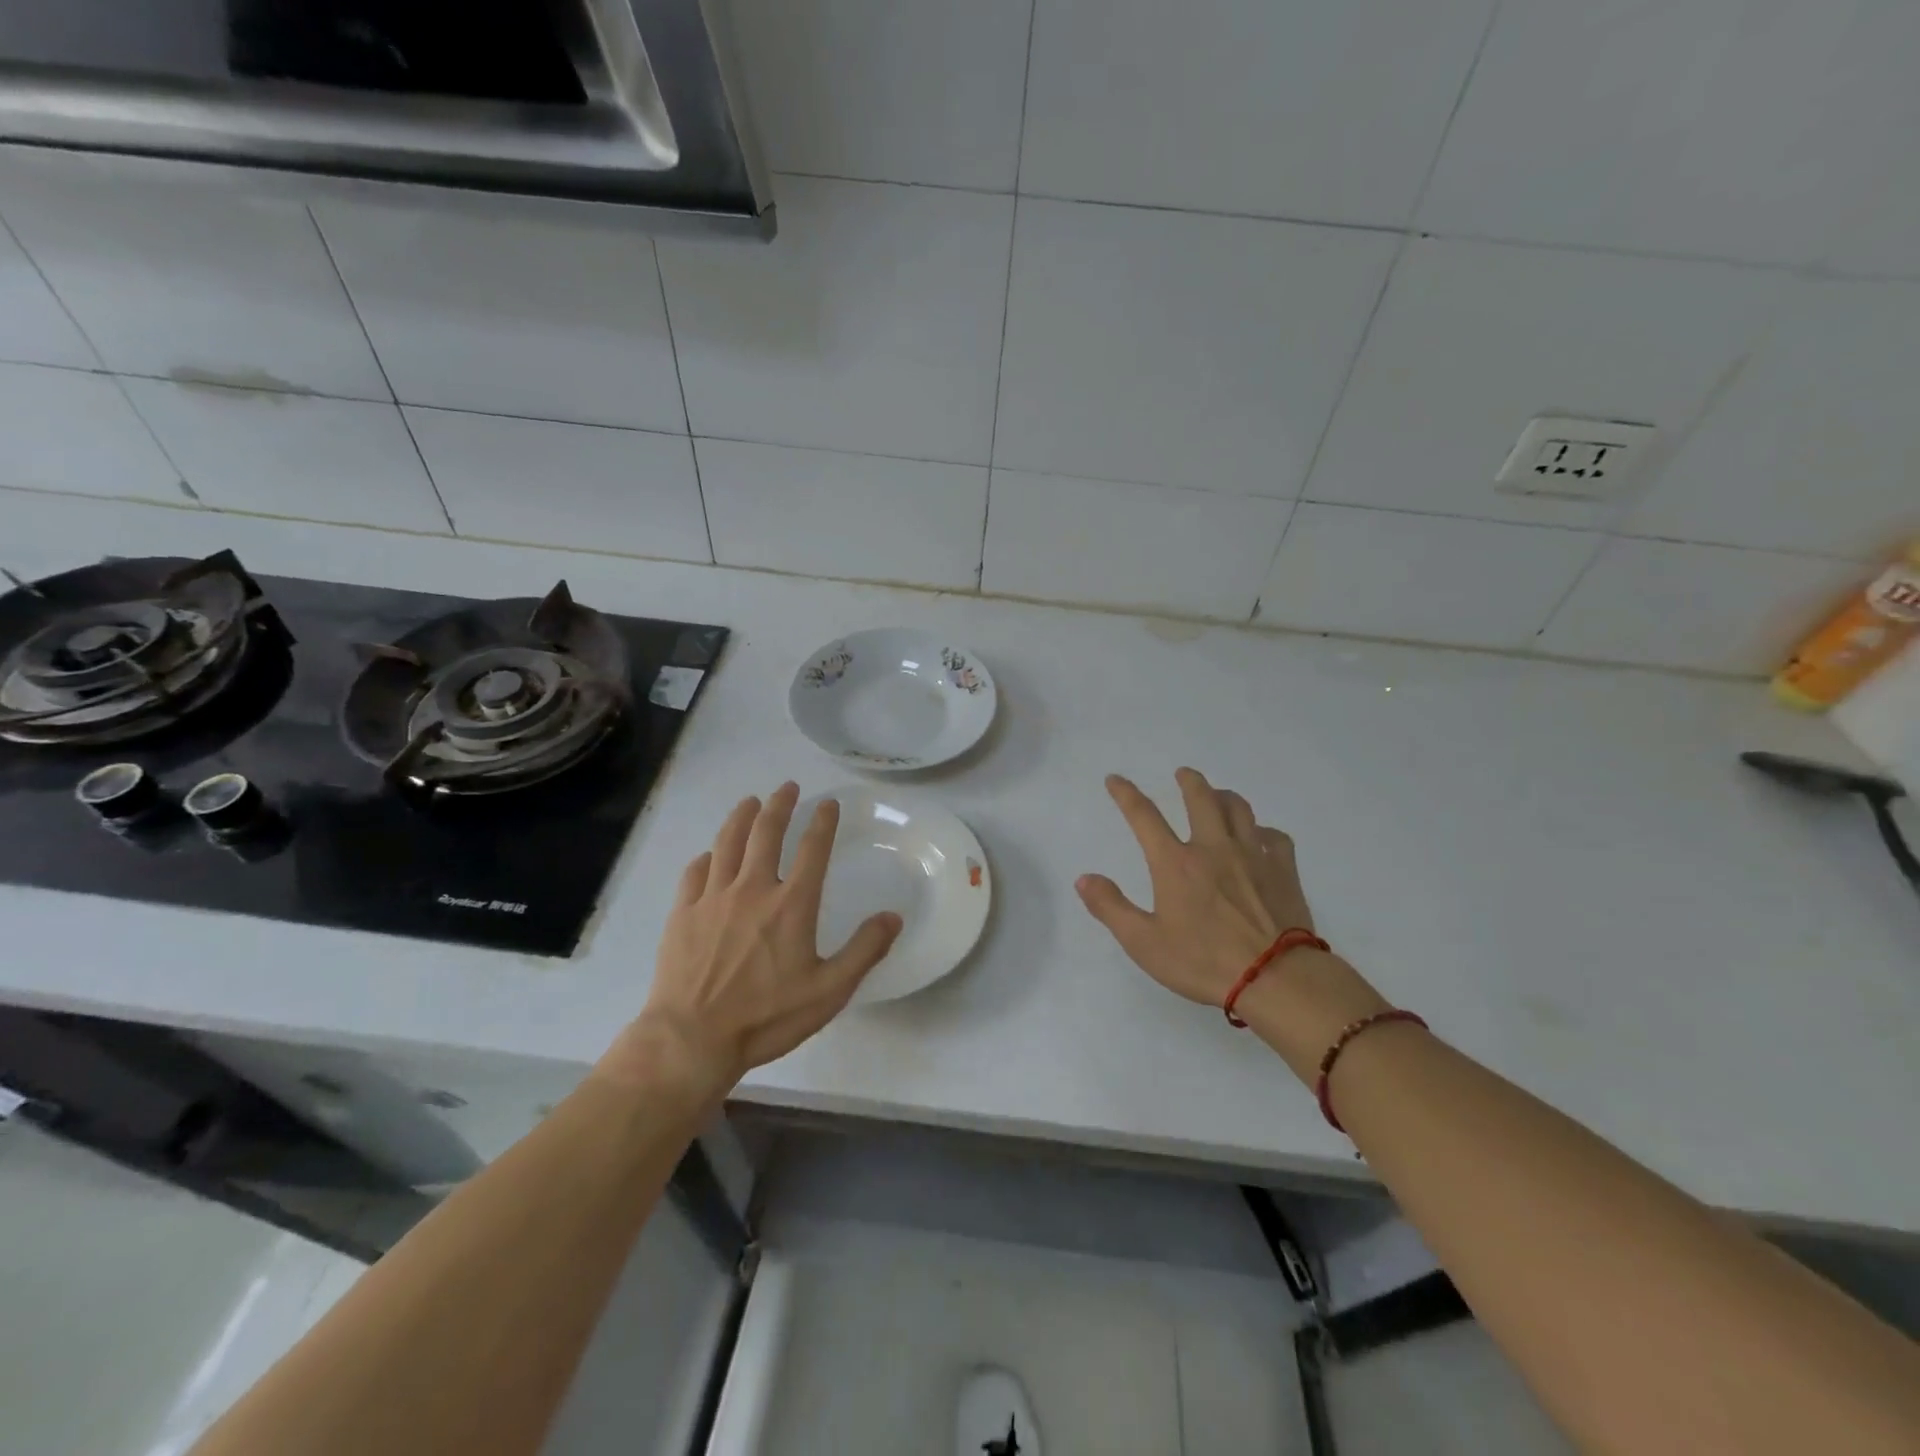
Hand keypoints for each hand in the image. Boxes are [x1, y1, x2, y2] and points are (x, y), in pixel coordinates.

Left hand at [599, 783, 901, 1096]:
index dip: (823, 821)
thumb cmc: (767, 1016)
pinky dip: (706, 856)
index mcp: (791, 904)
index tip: (829, 803)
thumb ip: (865, 950)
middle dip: (779, 805)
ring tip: (750, 802)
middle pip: (766, 833)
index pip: (812, 849)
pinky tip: (710, 854)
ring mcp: (713, 898)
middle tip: (787, 787)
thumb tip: (894, 916)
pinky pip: (695, 872)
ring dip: (741, 817)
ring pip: (727, 842)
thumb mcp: (830, 991)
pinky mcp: (683, 913)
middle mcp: (752, 889)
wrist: (692, 1039)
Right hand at [1077, 769, 1387, 1077]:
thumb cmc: (1203, 961)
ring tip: (1218, 795)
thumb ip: (1111, 908)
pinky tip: (1261, 836)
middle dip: (1189, 781)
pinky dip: (1264, 830)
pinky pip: (1275, 836)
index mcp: (1175, 863)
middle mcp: (1213, 848)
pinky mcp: (1284, 871)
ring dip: (1225, 796)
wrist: (1276, 978)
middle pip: (1201, 799)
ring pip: (1239, 809)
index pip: (1144, 816)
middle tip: (1183, 773)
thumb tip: (1084, 878)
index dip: (1126, 794)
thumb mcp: (1144, 943)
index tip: (1115, 779)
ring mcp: (1253, 856)